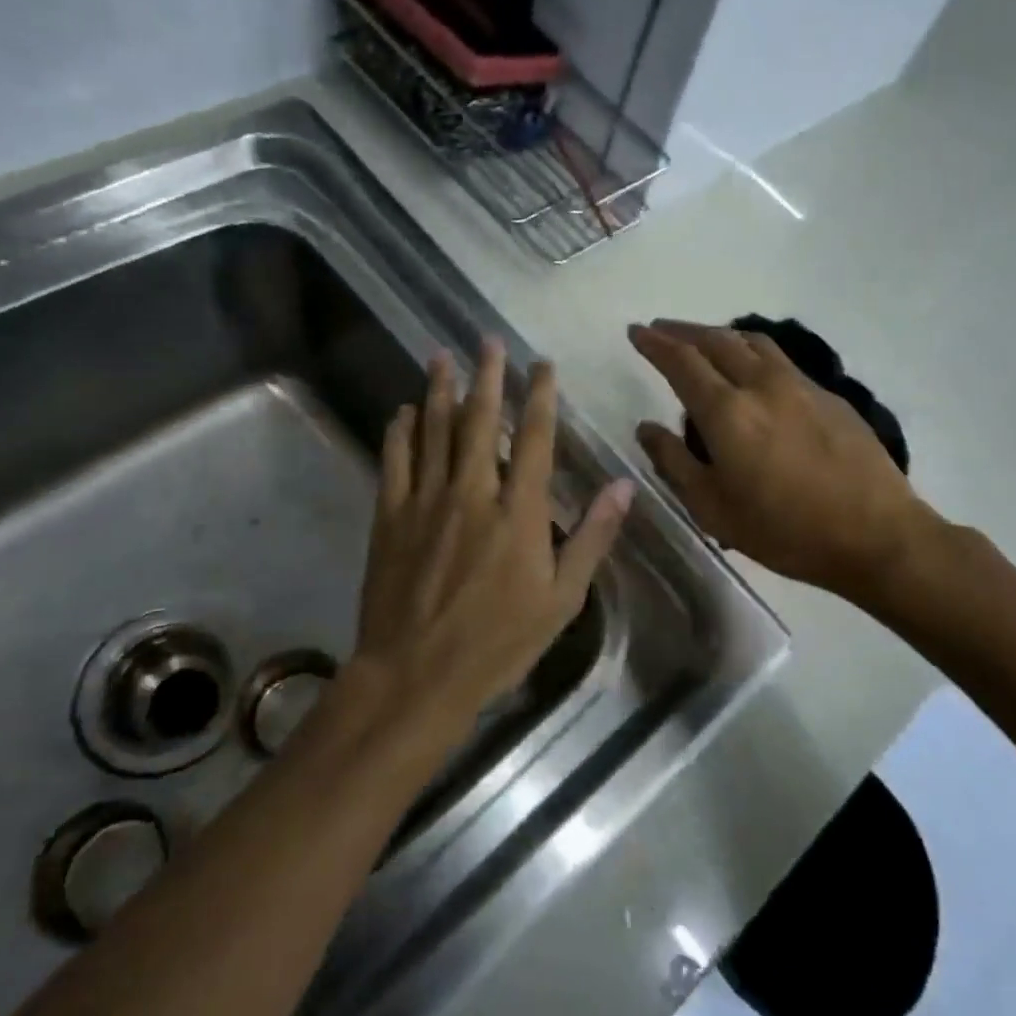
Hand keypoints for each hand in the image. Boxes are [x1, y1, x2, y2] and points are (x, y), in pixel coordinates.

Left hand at [352, 341, 633, 735]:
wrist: (417, 674)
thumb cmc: (498, 642)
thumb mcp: (562, 599)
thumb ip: (592, 536)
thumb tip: (624, 485)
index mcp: (519, 511)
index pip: (533, 438)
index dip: (540, 396)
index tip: (542, 364)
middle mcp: (472, 492)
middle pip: (478, 420)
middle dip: (487, 376)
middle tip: (487, 341)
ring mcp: (426, 501)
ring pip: (433, 430)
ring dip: (438, 390)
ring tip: (441, 356)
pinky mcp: (390, 516)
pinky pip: (395, 461)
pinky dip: (399, 432)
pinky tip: (402, 411)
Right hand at [629, 321, 941, 605]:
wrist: (876, 535)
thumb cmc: (784, 530)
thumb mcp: (713, 509)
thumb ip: (674, 463)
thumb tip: (647, 428)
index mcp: (727, 412)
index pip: (681, 361)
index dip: (655, 343)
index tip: (637, 331)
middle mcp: (762, 385)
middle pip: (717, 340)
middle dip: (683, 331)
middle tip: (662, 329)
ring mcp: (801, 386)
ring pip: (753, 341)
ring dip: (720, 334)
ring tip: (704, 341)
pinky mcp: (830, 395)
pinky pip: (780, 359)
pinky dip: (753, 351)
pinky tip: (753, 370)